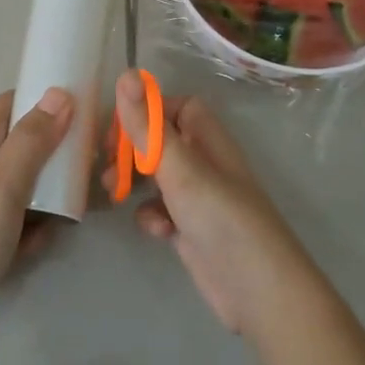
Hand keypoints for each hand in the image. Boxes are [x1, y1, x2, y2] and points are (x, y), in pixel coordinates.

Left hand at [0, 87, 74, 309]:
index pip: (13, 101)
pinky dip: (24, 217)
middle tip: (76, 176)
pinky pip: (6, 204)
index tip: (80, 121)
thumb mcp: (5, 183)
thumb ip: (32, 138)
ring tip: (59, 215)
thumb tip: (59, 94)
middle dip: (49, 156)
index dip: (46, 105)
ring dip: (41, 193)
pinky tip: (32, 239)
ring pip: (16, 175)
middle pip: (17, 139)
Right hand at [101, 70, 318, 341]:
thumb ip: (149, 126)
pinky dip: (151, 216)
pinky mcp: (191, 231)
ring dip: (134, 181)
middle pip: (161, 141)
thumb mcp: (180, 169)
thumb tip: (127, 73)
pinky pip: (161, 211)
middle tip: (105, 162)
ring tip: (114, 192)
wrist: (258, 291)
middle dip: (132, 149)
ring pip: (157, 177)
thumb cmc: (221, 219)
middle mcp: (204, 164)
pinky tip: (156, 231)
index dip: (148, 111)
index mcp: (208, 140)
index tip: (119, 126)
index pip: (177, 107)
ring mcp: (198, 199)